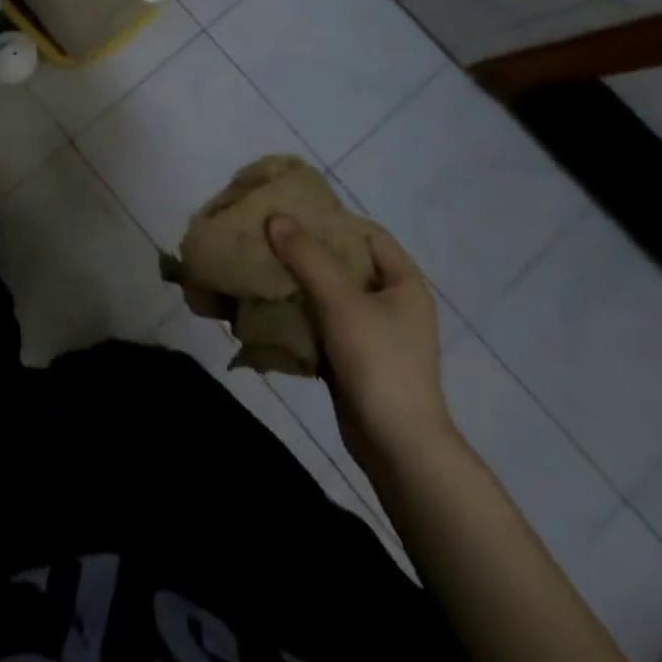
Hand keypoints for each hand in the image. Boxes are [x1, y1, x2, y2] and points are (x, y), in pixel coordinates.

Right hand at [266, 215, 452, 470]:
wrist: (398, 448)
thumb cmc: (379, 363)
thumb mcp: (341, 303)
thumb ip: (307, 257)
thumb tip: (275, 217)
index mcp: (403, 282)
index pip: (367, 233)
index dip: (331, 219)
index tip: (290, 212)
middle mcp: (391, 302)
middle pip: (343, 262)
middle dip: (304, 251)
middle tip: (265, 238)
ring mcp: (372, 332)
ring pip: (327, 294)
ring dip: (295, 283)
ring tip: (258, 269)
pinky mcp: (352, 357)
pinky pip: (320, 323)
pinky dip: (296, 314)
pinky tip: (265, 308)